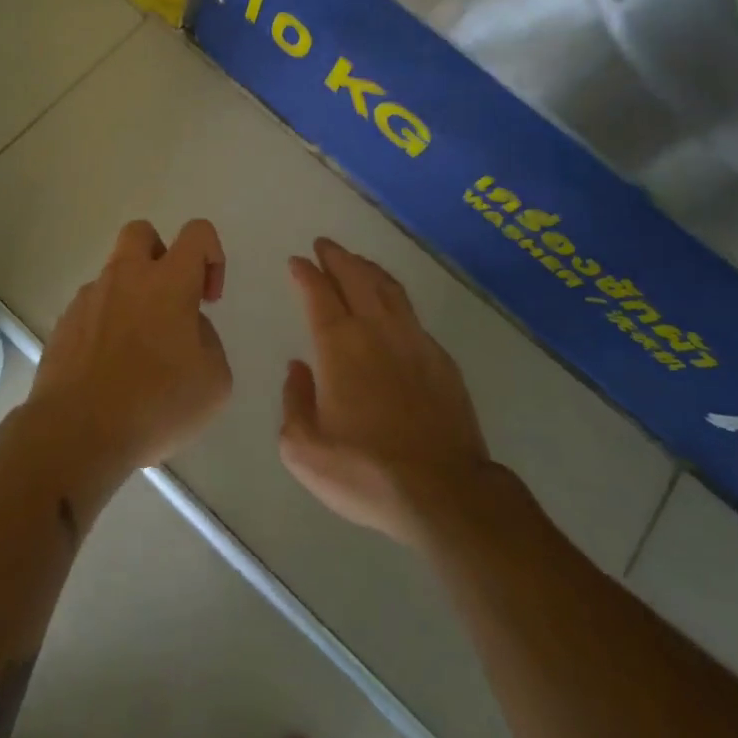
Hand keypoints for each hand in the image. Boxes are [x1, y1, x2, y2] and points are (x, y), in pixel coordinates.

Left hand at [29, 219, 232, 475]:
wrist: (76, 433)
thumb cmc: (155, 404)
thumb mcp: (214, 382)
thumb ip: (208, 341)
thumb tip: (187, 329)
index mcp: (168, 281)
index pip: (197, 232)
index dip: (212, 255)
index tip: (208, 299)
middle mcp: (126, 277)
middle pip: (142, 232)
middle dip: (161, 255)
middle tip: (170, 301)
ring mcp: (88, 298)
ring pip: (114, 275)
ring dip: (131, 297)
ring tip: (139, 352)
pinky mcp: (63, 325)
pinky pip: (91, 310)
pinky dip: (106, 326)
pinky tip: (111, 370)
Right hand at [279, 239, 491, 545]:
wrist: (444, 492)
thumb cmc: (366, 472)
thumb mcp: (304, 449)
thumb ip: (294, 401)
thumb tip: (298, 368)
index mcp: (339, 345)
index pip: (318, 293)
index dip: (306, 273)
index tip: (297, 262)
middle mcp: (376, 330)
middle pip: (355, 277)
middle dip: (337, 257)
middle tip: (324, 245)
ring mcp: (414, 341)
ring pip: (388, 288)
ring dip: (368, 269)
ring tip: (357, 262)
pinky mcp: (441, 359)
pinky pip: (412, 314)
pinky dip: (394, 298)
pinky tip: (392, 307)